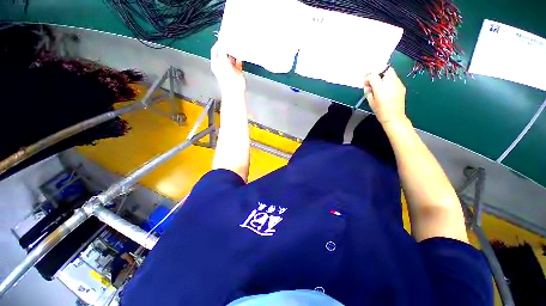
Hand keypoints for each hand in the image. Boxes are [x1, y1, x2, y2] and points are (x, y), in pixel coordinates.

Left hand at [210, 41, 245, 95]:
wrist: (235, 90)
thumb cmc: (227, 78)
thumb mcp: (222, 61)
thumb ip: (222, 50)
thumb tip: (223, 41)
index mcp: (216, 63)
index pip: (215, 49)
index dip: (219, 43)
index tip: (224, 37)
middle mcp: (223, 65)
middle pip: (224, 52)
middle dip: (227, 47)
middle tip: (231, 40)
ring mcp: (230, 69)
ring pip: (232, 57)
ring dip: (234, 52)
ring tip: (237, 45)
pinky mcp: (238, 72)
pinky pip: (239, 63)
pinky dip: (240, 59)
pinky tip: (241, 54)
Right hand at [364, 67, 406, 123]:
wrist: (394, 117)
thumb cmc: (380, 110)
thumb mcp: (370, 101)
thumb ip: (368, 90)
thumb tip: (367, 84)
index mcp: (380, 87)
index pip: (373, 75)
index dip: (368, 77)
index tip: (366, 82)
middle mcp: (391, 82)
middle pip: (385, 69)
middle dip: (379, 73)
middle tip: (374, 81)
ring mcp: (398, 83)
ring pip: (391, 73)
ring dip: (384, 77)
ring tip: (380, 86)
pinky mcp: (402, 86)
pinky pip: (395, 79)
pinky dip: (390, 81)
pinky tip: (387, 90)